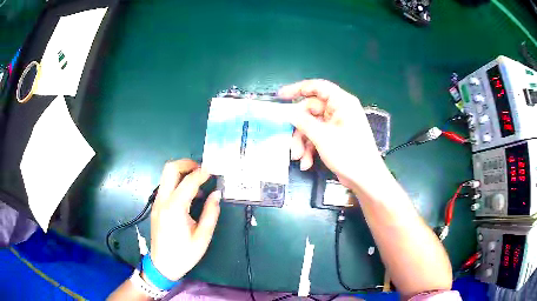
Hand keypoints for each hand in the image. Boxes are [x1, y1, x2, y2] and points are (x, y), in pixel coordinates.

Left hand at [149, 159, 220, 280]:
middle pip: (170, 169)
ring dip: (182, 172)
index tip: (214, 169)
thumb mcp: (203, 237)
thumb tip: (216, 194)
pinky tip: (190, 195)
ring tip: (199, 182)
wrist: (162, 265)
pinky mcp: (156, 206)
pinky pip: (166, 186)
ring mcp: (157, 202)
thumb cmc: (184, 254)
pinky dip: (177, 182)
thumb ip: (211, 213)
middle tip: (202, 169)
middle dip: (187, 163)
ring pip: (166, 175)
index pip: (189, 182)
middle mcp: (163, 200)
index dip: (203, 173)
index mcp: (175, 208)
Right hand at [279, 79, 386, 188]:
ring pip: (311, 126)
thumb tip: (289, 112)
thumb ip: (303, 122)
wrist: (365, 179)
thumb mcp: (323, 137)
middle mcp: (339, 110)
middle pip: (310, 111)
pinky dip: (310, 149)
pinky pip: (316, 137)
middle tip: (290, 142)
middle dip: (299, 129)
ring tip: (299, 158)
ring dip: (302, 142)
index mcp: (341, 102)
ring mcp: (336, 125)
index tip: (281, 96)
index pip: (317, 87)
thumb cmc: (349, 153)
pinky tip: (307, 163)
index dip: (298, 89)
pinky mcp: (334, 138)